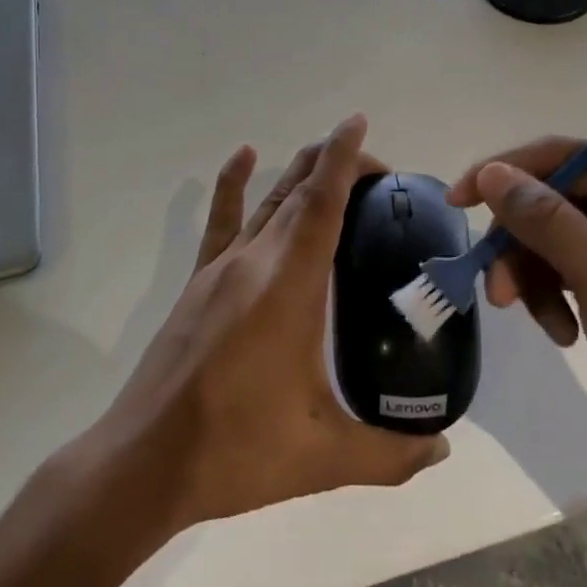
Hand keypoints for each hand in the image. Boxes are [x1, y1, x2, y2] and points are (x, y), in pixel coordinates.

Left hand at [96, 114, 448, 531]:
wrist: (144, 463)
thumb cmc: (236, 451)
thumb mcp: (323, 457)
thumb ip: (391, 455)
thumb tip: (442, 452)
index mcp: (288, 287)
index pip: (322, 204)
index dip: (344, 159)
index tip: (359, 123)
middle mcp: (254, 262)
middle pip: (299, 193)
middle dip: (337, 166)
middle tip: (380, 173)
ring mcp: (220, 270)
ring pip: (267, 202)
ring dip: (299, 173)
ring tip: (329, 157)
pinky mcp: (198, 284)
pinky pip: (221, 221)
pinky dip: (234, 185)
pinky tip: (244, 157)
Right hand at [447, 142, 586, 467]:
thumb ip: (545, 220)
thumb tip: (491, 173)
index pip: (560, 157)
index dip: (504, 173)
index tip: (457, 203)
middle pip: (549, 200)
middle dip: (519, 244)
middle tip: (499, 292)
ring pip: (549, 237)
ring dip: (533, 276)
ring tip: (544, 323)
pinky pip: (563, 268)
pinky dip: (552, 296)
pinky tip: (564, 333)